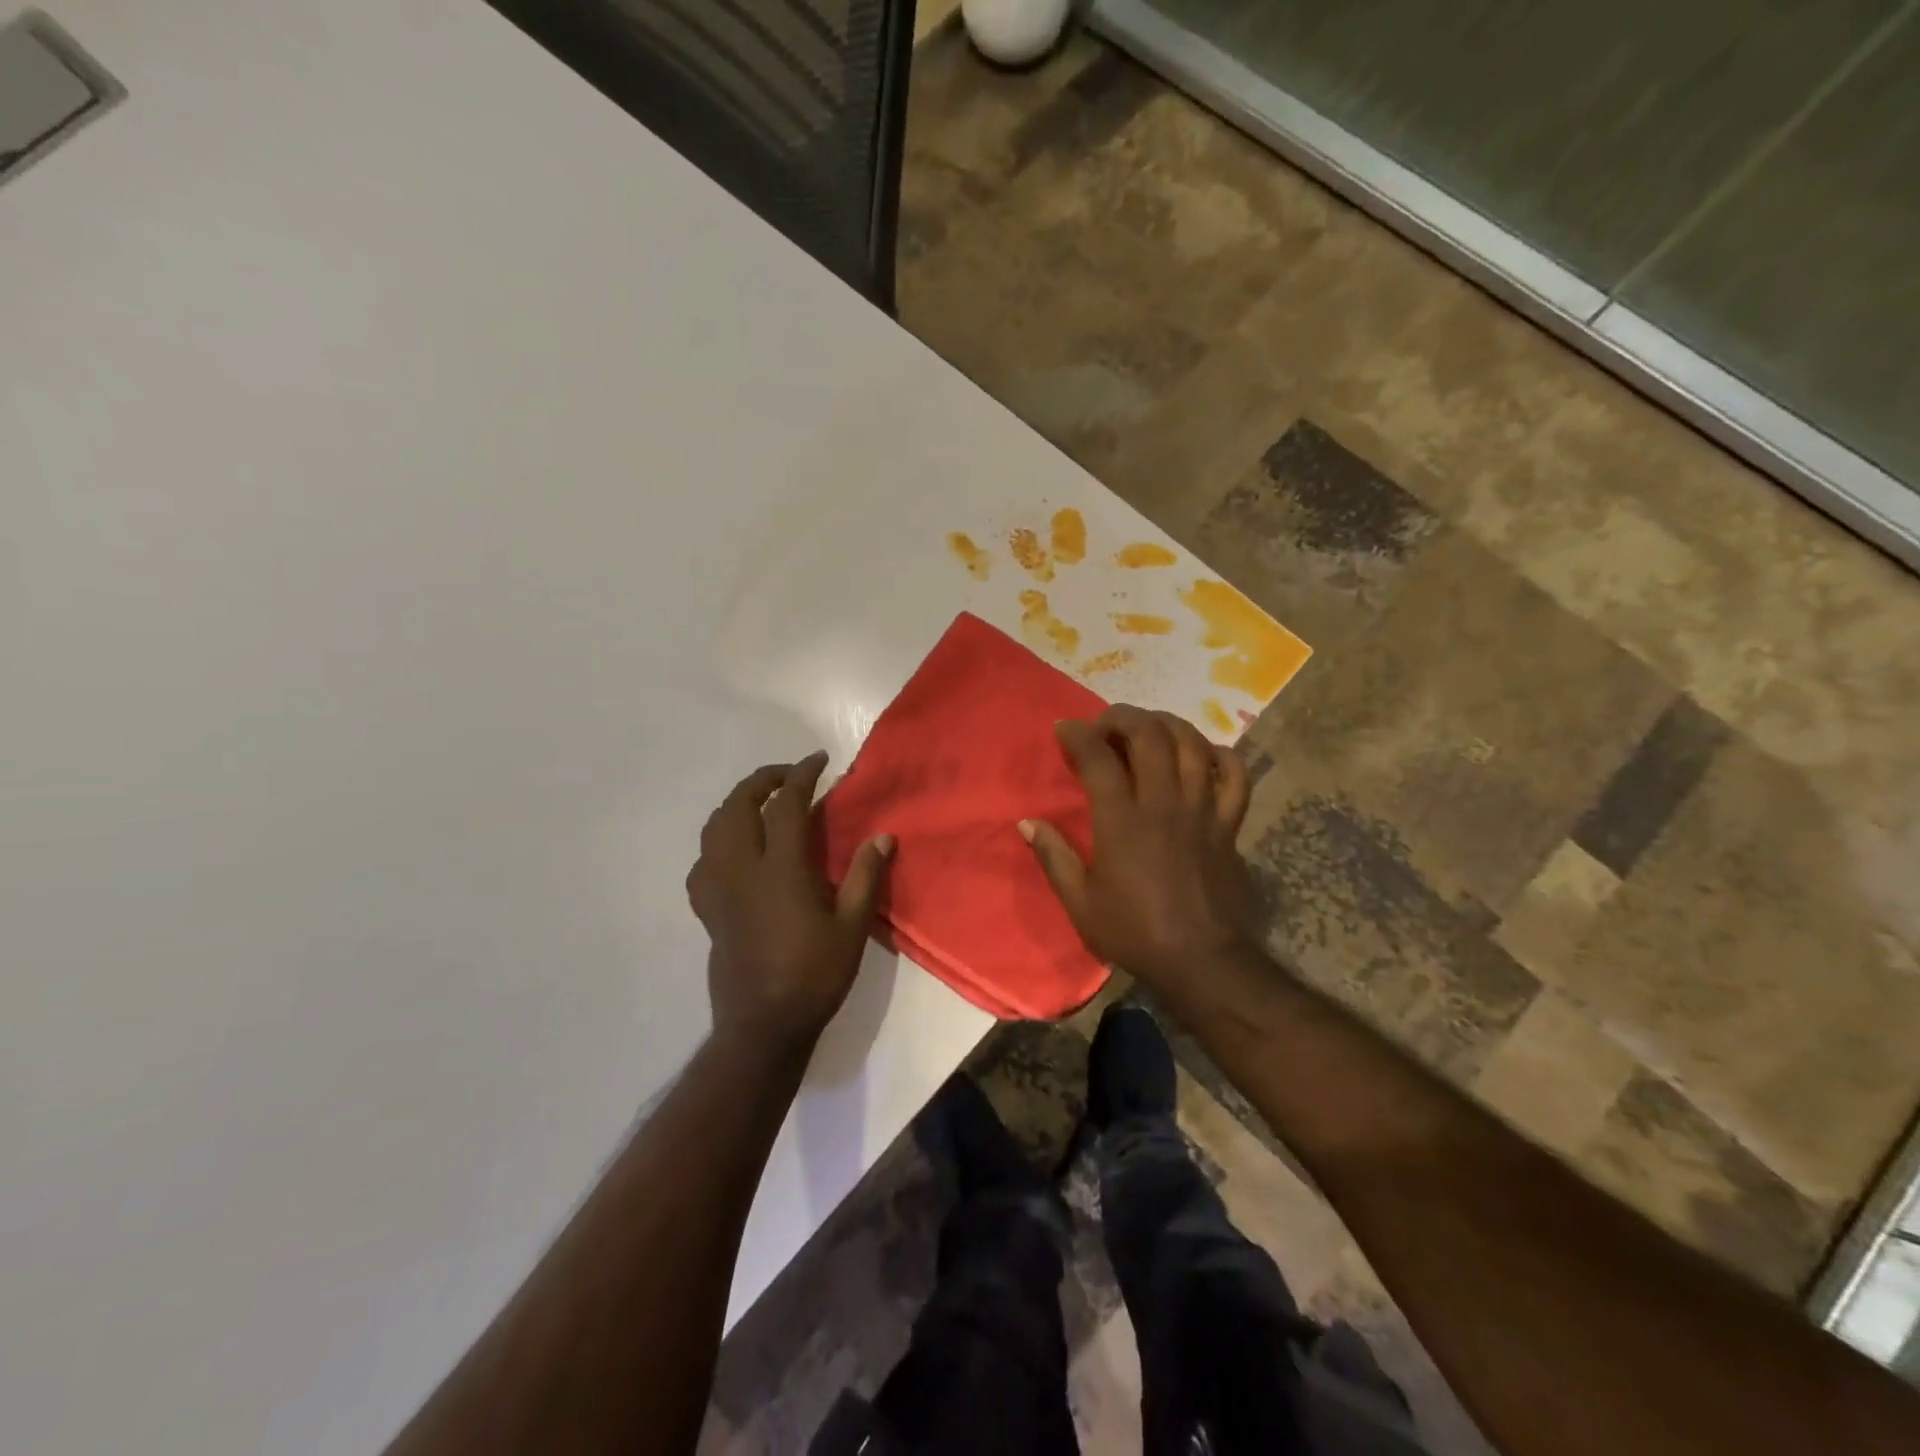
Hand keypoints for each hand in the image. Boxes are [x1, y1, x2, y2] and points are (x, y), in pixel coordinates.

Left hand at [686, 752, 893, 1052]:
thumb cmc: (814, 976)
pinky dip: (718, 841)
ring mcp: (718, 889)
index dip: (801, 775)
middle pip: (738, 806)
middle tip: (789, 776)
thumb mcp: (852, 927)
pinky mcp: (707, 910)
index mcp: (779, 870)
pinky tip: (735, 851)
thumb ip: (865, 877)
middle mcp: (741, 870)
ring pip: (714, 828)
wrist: (763, 1025)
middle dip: (762, 780)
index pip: (785, 805)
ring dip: (737, 804)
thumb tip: (882, 836)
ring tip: (761, 803)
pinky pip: (703, 861)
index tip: (819, 760)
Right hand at [1021, 705, 1257, 992]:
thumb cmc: (1134, 932)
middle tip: (1106, 723)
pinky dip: (1220, 755)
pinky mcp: (1228, 824)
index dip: (1078, 734)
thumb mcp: (1080, 902)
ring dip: (1168, 724)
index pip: (1098, 757)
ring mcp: (1202, 810)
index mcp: (1122, 820)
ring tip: (1149, 727)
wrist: (1201, 960)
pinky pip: (1235, 775)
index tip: (1064, 728)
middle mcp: (1164, 803)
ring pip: (1192, 744)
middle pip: (1149, 735)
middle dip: (1123, 717)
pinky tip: (1203, 754)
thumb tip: (1028, 823)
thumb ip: (1054, 857)